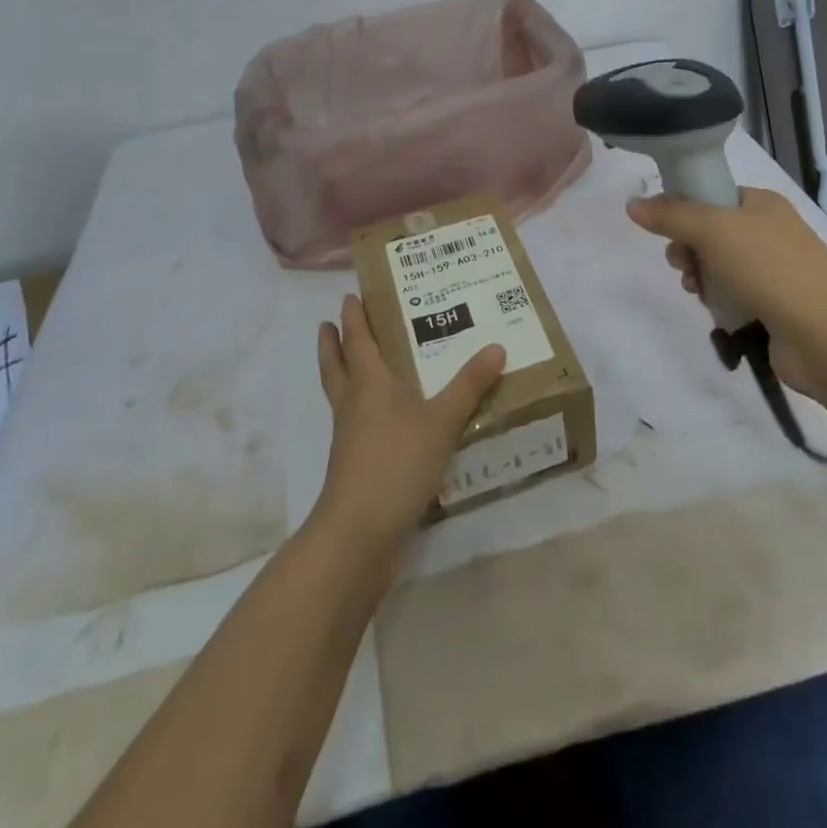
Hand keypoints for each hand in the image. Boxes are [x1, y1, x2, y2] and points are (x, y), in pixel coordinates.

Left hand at [311, 294, 505, 551]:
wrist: (359, 532)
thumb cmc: (397, 462)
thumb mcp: (442, 420)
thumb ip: (469, 385)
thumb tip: (497, 346)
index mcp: (369, 383)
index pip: (358, 340)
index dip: (353, 317)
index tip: (348, 295)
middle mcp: (353, 403)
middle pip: (336, 365)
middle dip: (333, 343)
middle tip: (329, 323)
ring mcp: (349, 437)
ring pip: (340, 394)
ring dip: (341, 374)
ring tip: (353, 364)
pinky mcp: (353, 465)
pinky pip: (353, 424)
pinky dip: (361, 410)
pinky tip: (381, 419)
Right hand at [625, 186, 826, 394]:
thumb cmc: (771, 269)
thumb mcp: (713, 230)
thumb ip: (671, 215)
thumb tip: (632, 204)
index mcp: (761, 203)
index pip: (711, 194)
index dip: (684, 209)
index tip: (667, 231)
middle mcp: (769, 231)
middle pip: (710, 232)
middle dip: (688, 249)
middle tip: (682, 265)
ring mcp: (774, 270)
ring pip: (718, 266)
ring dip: (701, 278)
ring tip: (697, 292)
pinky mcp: (774, 306)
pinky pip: (732, 296)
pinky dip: (719, 302)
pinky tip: (716, 313)